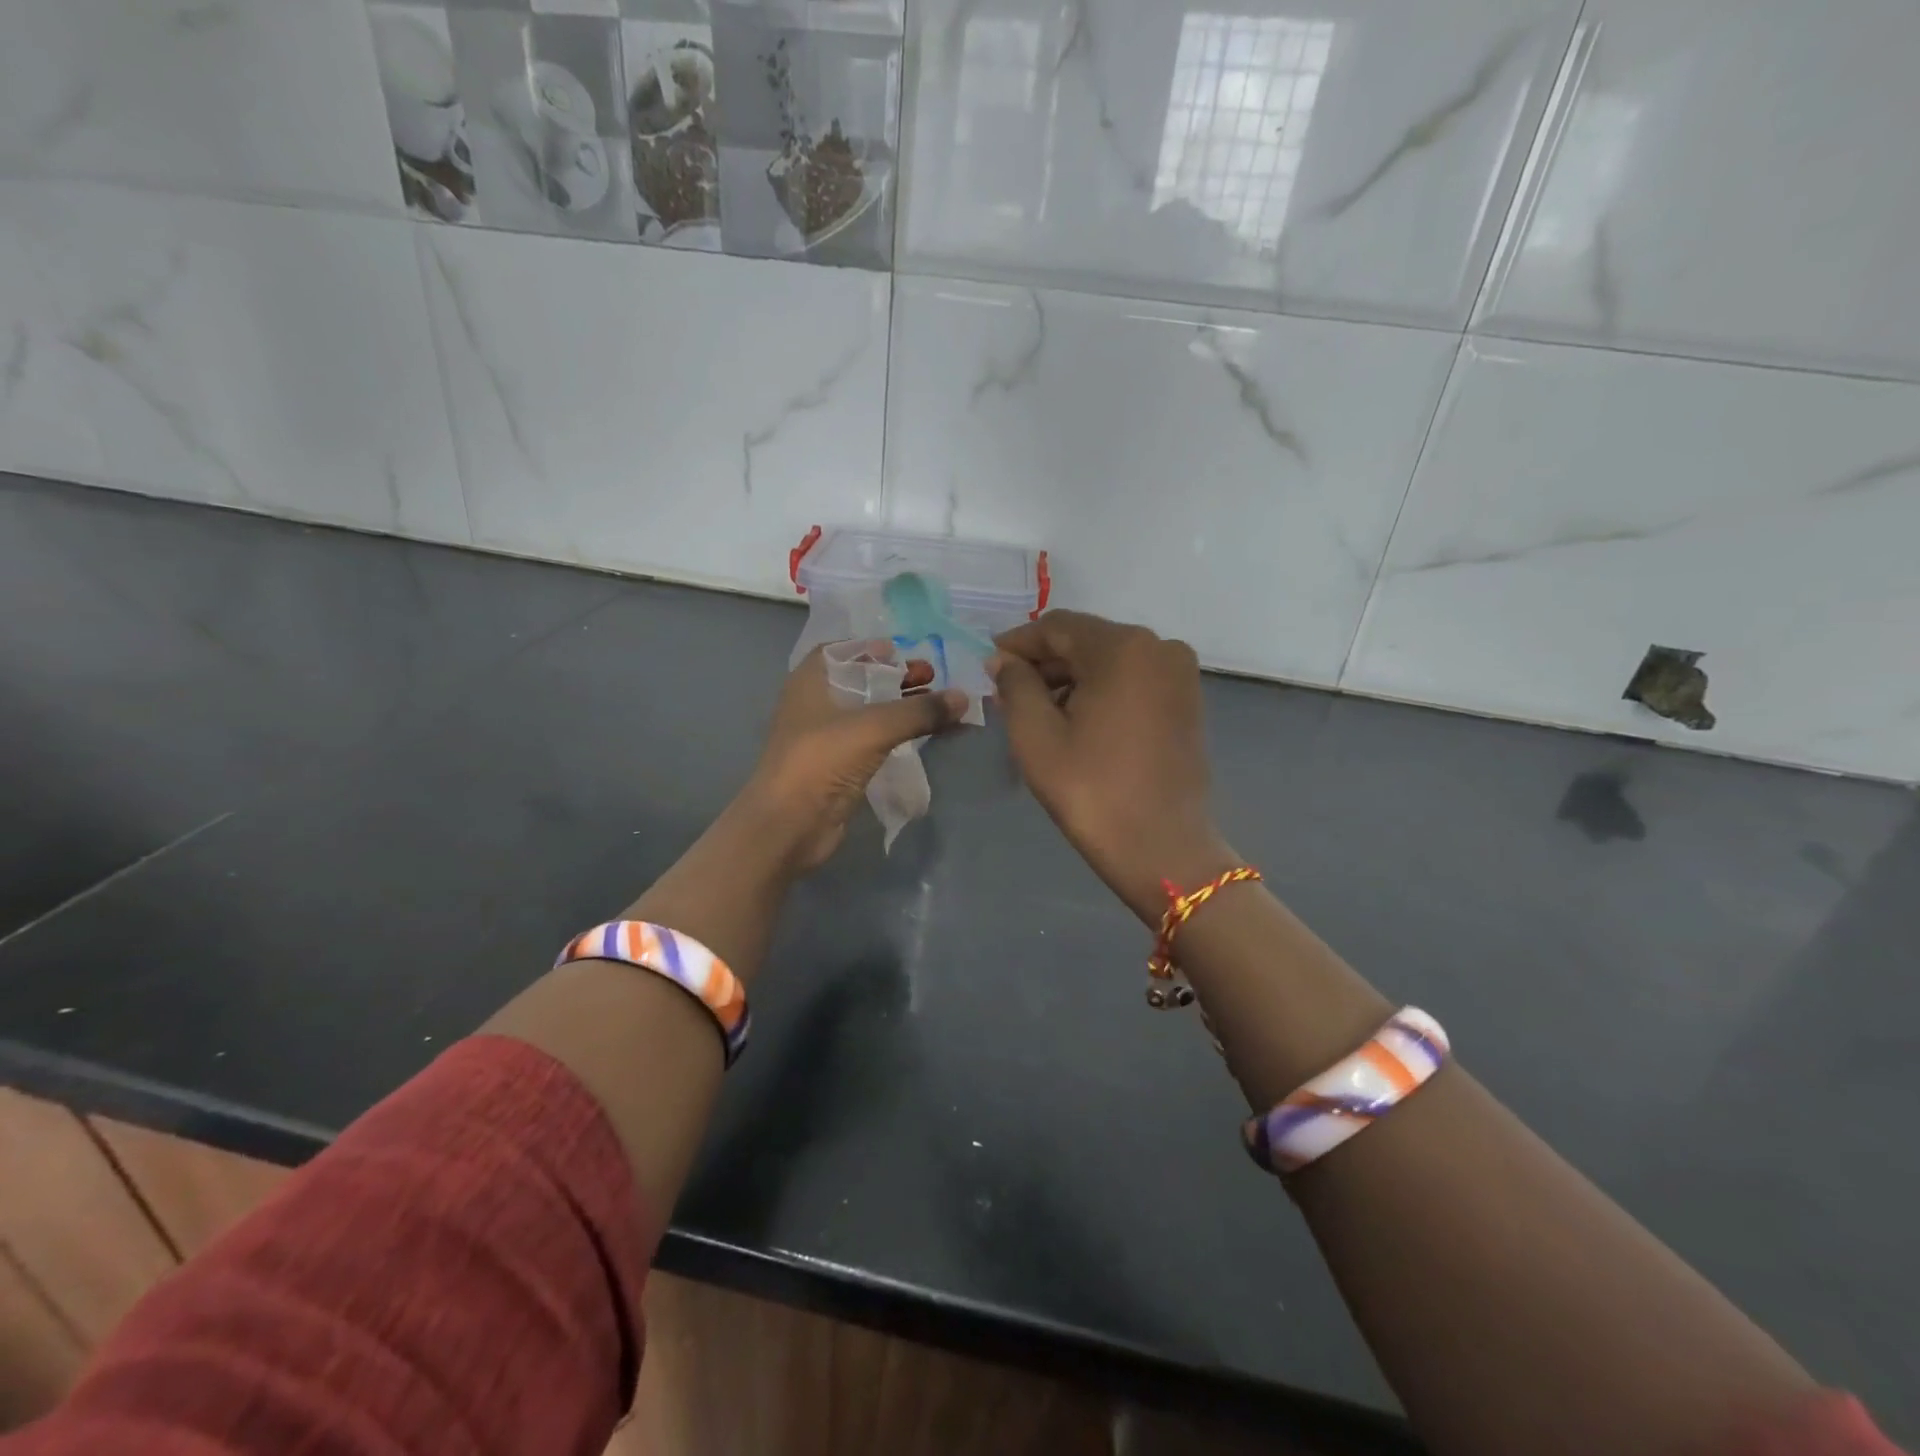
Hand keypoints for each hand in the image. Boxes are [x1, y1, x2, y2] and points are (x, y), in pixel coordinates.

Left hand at [737, 643, 967, 873]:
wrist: (788, 826)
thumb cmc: (822, 761)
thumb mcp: (874, 727)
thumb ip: (920, 711)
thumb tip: (963, 698)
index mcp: (810, 682)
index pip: (841, 651)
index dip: (872, 649)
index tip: (906, 652)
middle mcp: (815, 705)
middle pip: (860, 681)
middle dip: (896, 678)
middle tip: (932, 679)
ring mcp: (826, 739)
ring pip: (869, 713)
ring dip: (900, 708)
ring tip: (938, 708)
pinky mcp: (838, 768)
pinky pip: (873, 742)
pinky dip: (897, 735)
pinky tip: (924, 737)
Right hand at [989, 611, 1234, 922]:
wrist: (1162, 849)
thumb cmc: (1092, 791)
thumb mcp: (1036, 736)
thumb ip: (1015, 685)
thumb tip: (1003, 660)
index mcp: (1124, 648)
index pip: (1057, 627)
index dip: (1017, 643)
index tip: (988, 665)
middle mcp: (1159, 648)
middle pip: (1086, 641)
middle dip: (1044, 664)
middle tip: (1006, 694)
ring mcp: (1180, 675)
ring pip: (1109, 661)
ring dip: (1070, 679)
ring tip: (1037, 712)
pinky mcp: (1187, 701)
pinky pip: (1133, 680)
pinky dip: (1100, 691)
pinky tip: (1075, 720)